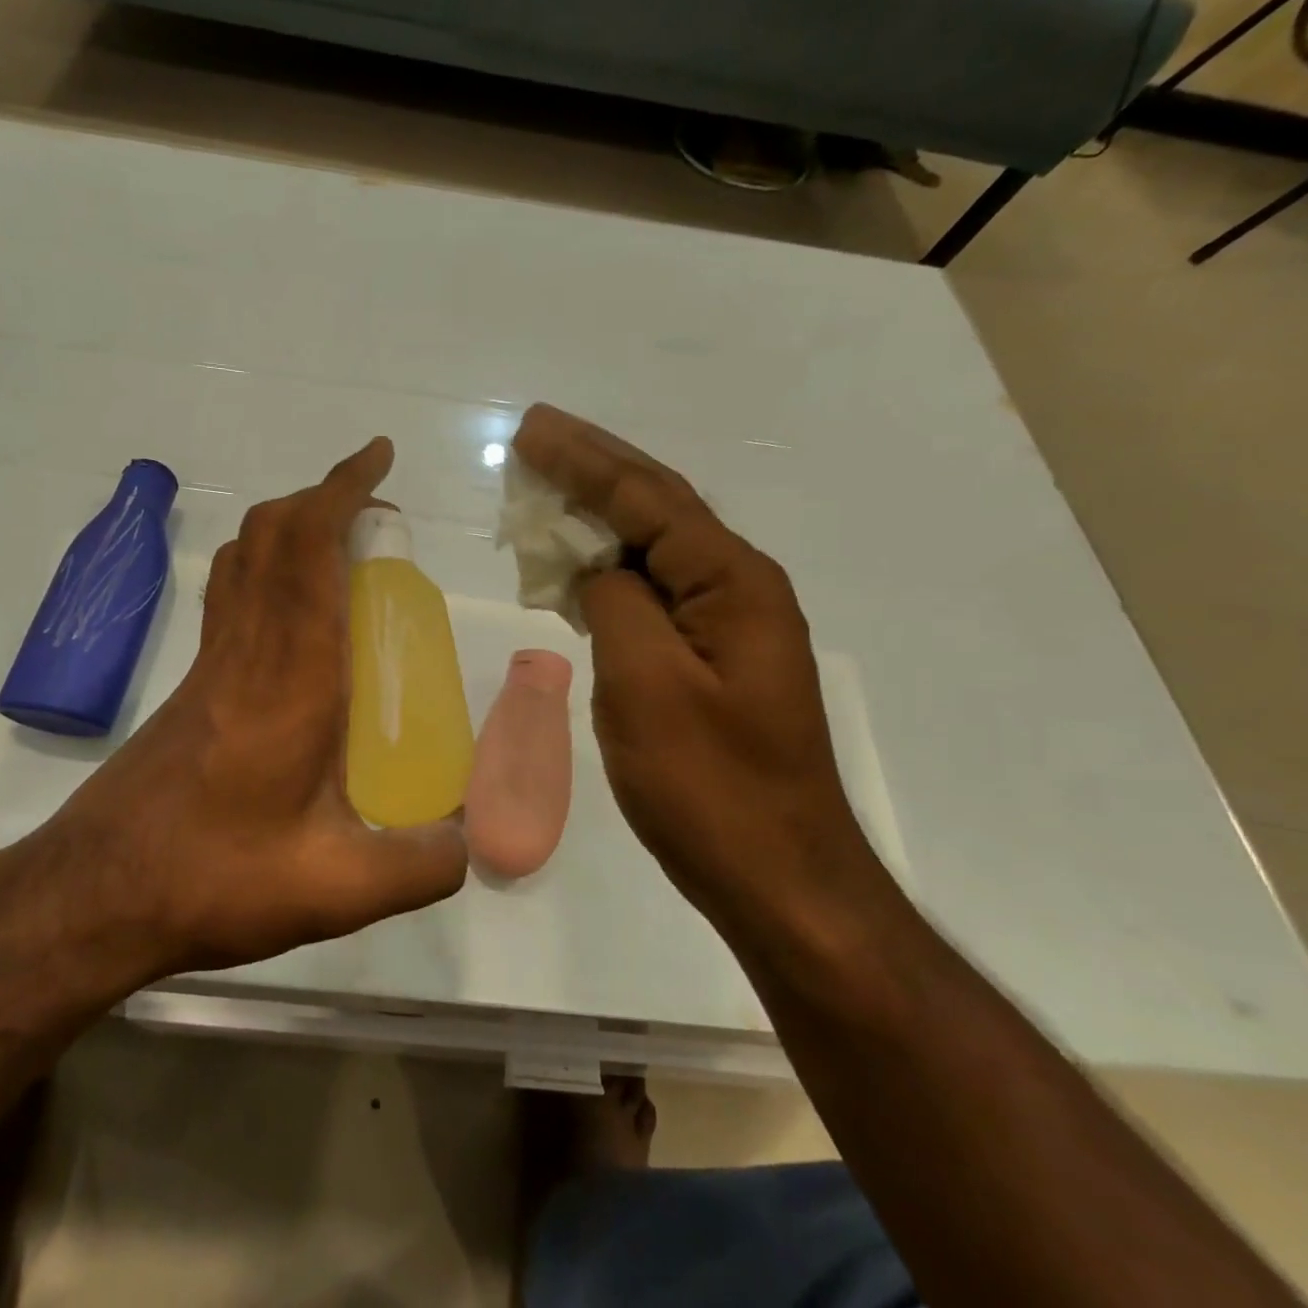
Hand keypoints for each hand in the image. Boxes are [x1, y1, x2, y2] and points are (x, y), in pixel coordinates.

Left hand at [18, 439, 468, 986]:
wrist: (94, 895)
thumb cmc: (214, 878)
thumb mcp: (336, 888)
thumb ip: (419, 866)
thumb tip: (467, 842)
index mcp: (291, 675)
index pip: (309, 549)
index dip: (342, 490)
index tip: (378, 459)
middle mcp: (246, 650)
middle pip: (270, 534)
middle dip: (322, 497)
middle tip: (375, 513)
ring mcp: (210, 664)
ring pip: (243, 558)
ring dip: (289, 527)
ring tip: (340, 547)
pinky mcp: (192, 686)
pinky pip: (230, 595)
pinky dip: (265, 568)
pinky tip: (295, 619)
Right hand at [512, 404, 885, 932]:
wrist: (777, 877)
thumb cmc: (709, 786)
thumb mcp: (647, 685)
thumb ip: (616, 603)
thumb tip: (596, 569)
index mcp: (731, 583)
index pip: (648, 498)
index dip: (584, 460)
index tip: (530, 430)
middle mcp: (737, 588)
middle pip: (657, 507)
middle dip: (593, 468)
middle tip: (535, 436)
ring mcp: (726, 626)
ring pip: (652, 549)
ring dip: (597, 516)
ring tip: (543, 487)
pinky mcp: (709, 659)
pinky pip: (651, 593)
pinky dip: (605, 571)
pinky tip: (573, 567)